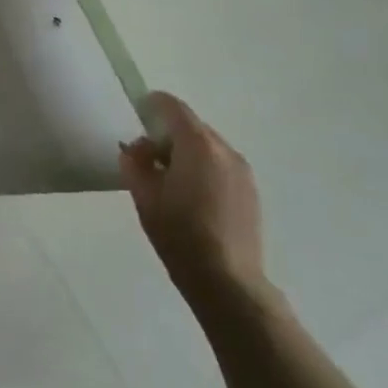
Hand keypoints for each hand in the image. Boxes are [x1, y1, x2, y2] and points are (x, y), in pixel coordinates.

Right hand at [119, 91, 268, 314]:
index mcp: (198, 145)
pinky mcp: (251, 193)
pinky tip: (191, 198)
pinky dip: (203, 169)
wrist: (227, 282)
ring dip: (186, 153)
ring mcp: (243, 173)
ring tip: (169, 181)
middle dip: (167, 134)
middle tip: (147, 158)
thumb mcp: (143, 193)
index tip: (137, 116)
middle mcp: (225, 151)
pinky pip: (221, 166)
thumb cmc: (179, 232)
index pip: (173, 107)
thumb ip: (135, 161)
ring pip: (207, 147)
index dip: (152, 105)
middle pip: (191, 126)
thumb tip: (139, 149)